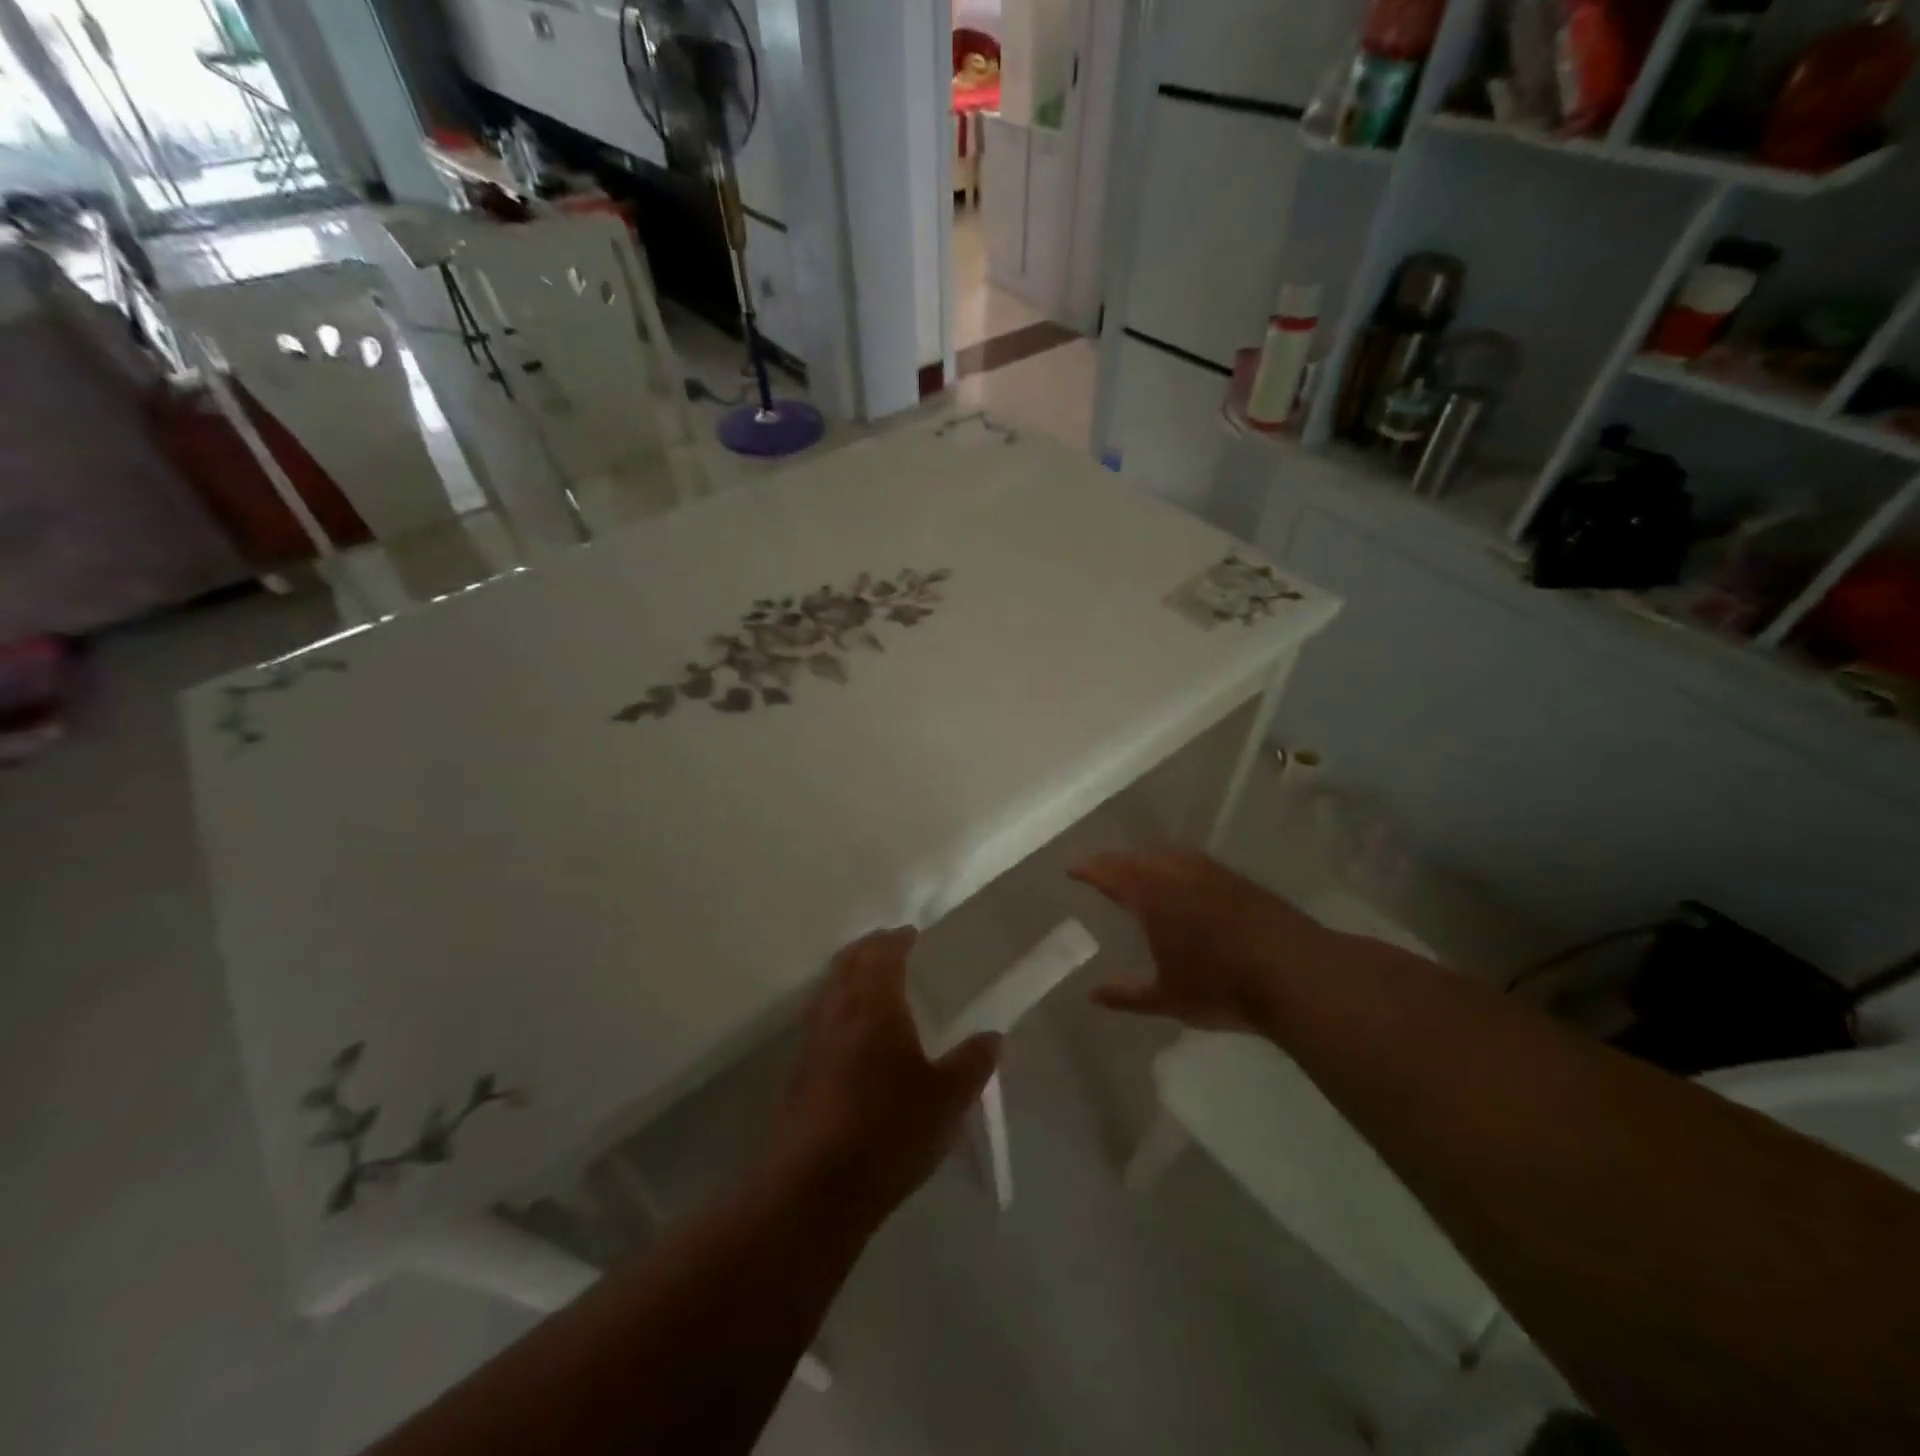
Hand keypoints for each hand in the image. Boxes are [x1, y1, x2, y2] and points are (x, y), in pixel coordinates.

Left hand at [772, 928, 1000, 1222]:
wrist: (817, 1187)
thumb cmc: (890, 1131)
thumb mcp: (948, 1100)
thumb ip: (973, 1063)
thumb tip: (994, 1036)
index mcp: (875, 1006)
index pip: (882, 955)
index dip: (897, 940)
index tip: (912, 935)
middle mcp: (838, 1012)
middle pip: (847, 963)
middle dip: (868, 949)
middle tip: (890, 948)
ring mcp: (812, 1041)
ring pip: (828, 989)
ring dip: (848, 975)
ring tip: (871, 984)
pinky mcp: (797, 1072)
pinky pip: (819, 1019)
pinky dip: (836, 1006)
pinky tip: (851, 1034)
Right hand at [1072, 849, 1330, 1031]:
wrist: (1296, 973)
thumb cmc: (1221, 987)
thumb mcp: (1167, 998)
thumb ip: (1127, 995)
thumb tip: (1092, 995)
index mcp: (1151, 895)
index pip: (1109, 872)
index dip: (1088, 869)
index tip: (1072, 869)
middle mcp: (1176, 873)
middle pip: (1136, 857)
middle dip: (1114, 862)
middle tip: (1100, 870)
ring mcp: (1211, 872)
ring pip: (1167, 855)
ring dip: (1146, 860)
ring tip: (1138, 871)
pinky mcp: (1238, 879)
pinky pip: (1192, 862)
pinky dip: (1175, 866)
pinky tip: (1183, 881)